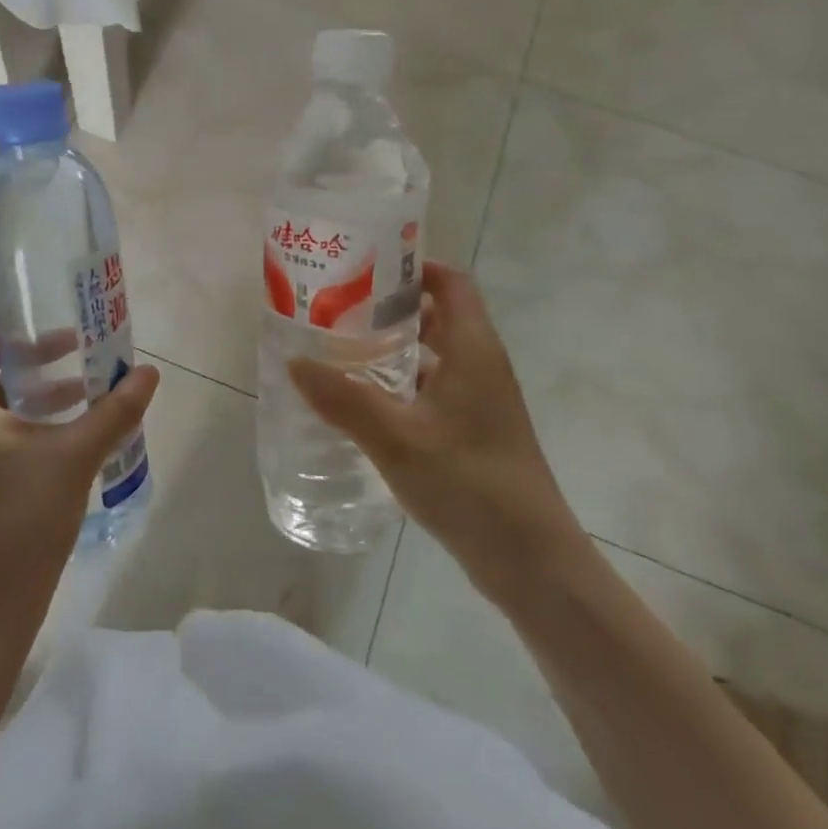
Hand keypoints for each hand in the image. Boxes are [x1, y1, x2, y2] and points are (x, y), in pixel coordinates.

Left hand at [0, 306, 159, 647]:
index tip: (39, 314)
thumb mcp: (74, 458)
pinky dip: (7, 418)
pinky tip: (54, 432)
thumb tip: (150, 372)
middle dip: (17, 350)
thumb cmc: (19, 526)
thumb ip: (114, 410)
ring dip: (18, 386)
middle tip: (66, 345)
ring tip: (72, 388)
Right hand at [287, 261, 589, 607]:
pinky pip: (436, 387)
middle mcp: (482, 364)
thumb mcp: (397, 439)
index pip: (451, 282)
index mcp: (473, 348)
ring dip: (395, 346)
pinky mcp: (476, 430)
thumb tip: (295, 362)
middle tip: (340, 306)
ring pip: (435, 354)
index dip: (414, 266)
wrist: (532, 562)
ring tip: (343, 348)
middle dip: (392, 306)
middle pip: (440, 314)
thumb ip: (344, 400)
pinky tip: (366, 402)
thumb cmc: (469, 483)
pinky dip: (403, 383)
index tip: (367, 266)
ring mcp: (482, 400)